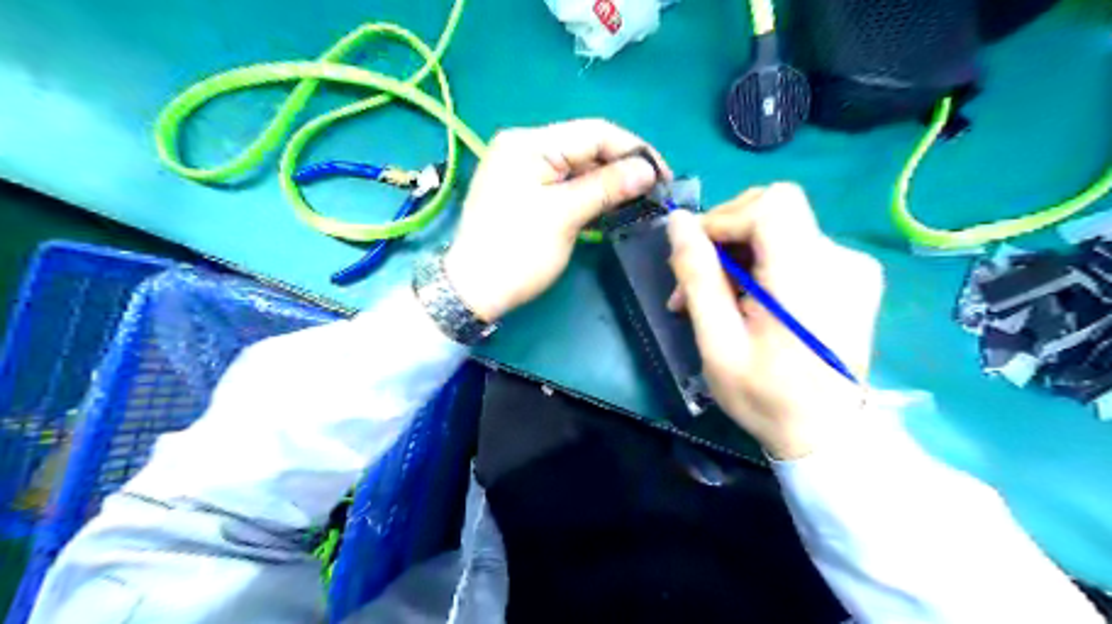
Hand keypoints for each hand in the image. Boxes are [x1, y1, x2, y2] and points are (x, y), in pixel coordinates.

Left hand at [444, 118, 667, 321]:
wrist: (474, 290)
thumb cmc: (517, 251)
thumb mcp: (564, 215)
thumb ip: (607, 187)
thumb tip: (648, 171)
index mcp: (529, 143)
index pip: (594, 132)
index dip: (634, 150)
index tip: (664, 175)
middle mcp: (525, 147)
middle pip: (586, 148)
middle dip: (622, 167)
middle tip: (655, 191)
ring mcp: (523, 170)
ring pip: (578, 167)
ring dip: (609, 182)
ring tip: (641, 199)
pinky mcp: (526, 192)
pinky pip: (566, 184)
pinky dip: (590, 193)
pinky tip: (613, 205)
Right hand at [664, 183, 881, 459]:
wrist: (825, 434)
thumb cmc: (764, 395)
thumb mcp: (717, 341)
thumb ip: (698, 276)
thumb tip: (678, 222)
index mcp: (807, 275)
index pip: (769, 205)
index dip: (724, 218)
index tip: (694, 254)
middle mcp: (840, 259)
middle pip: (774, 211)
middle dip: (726, 237)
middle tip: (695, 284)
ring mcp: (852, 267)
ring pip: (781, 230)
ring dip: (739, 256)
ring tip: (713, 300)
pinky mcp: (852, 277)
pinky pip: (796, 248)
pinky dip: (763, 264)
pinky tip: (747, 300)